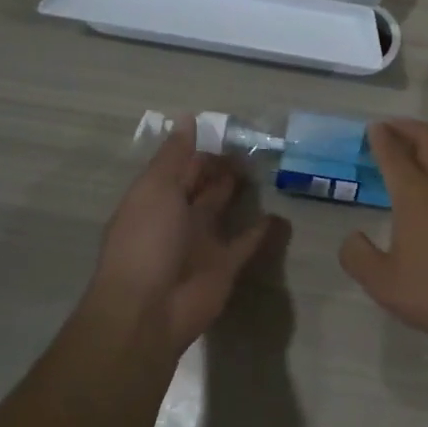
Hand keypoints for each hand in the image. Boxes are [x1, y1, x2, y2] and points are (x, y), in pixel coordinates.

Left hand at [81, 117, 274, 349]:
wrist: (149, 310)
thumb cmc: (147, 242)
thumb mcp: (156, 189)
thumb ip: (175, 155)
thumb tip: (187, 116)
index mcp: (156, 198)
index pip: (182, 167)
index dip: (203, 150)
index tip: (233, 133)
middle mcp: (178, 217)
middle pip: (203, 186)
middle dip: (223, 168)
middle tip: (256, 148)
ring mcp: (202, 243)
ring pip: (224, 210)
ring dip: (239, 194)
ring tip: (268, 172)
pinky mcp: (225, 266)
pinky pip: (246, 243)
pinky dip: (262, 230)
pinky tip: (280, 215)